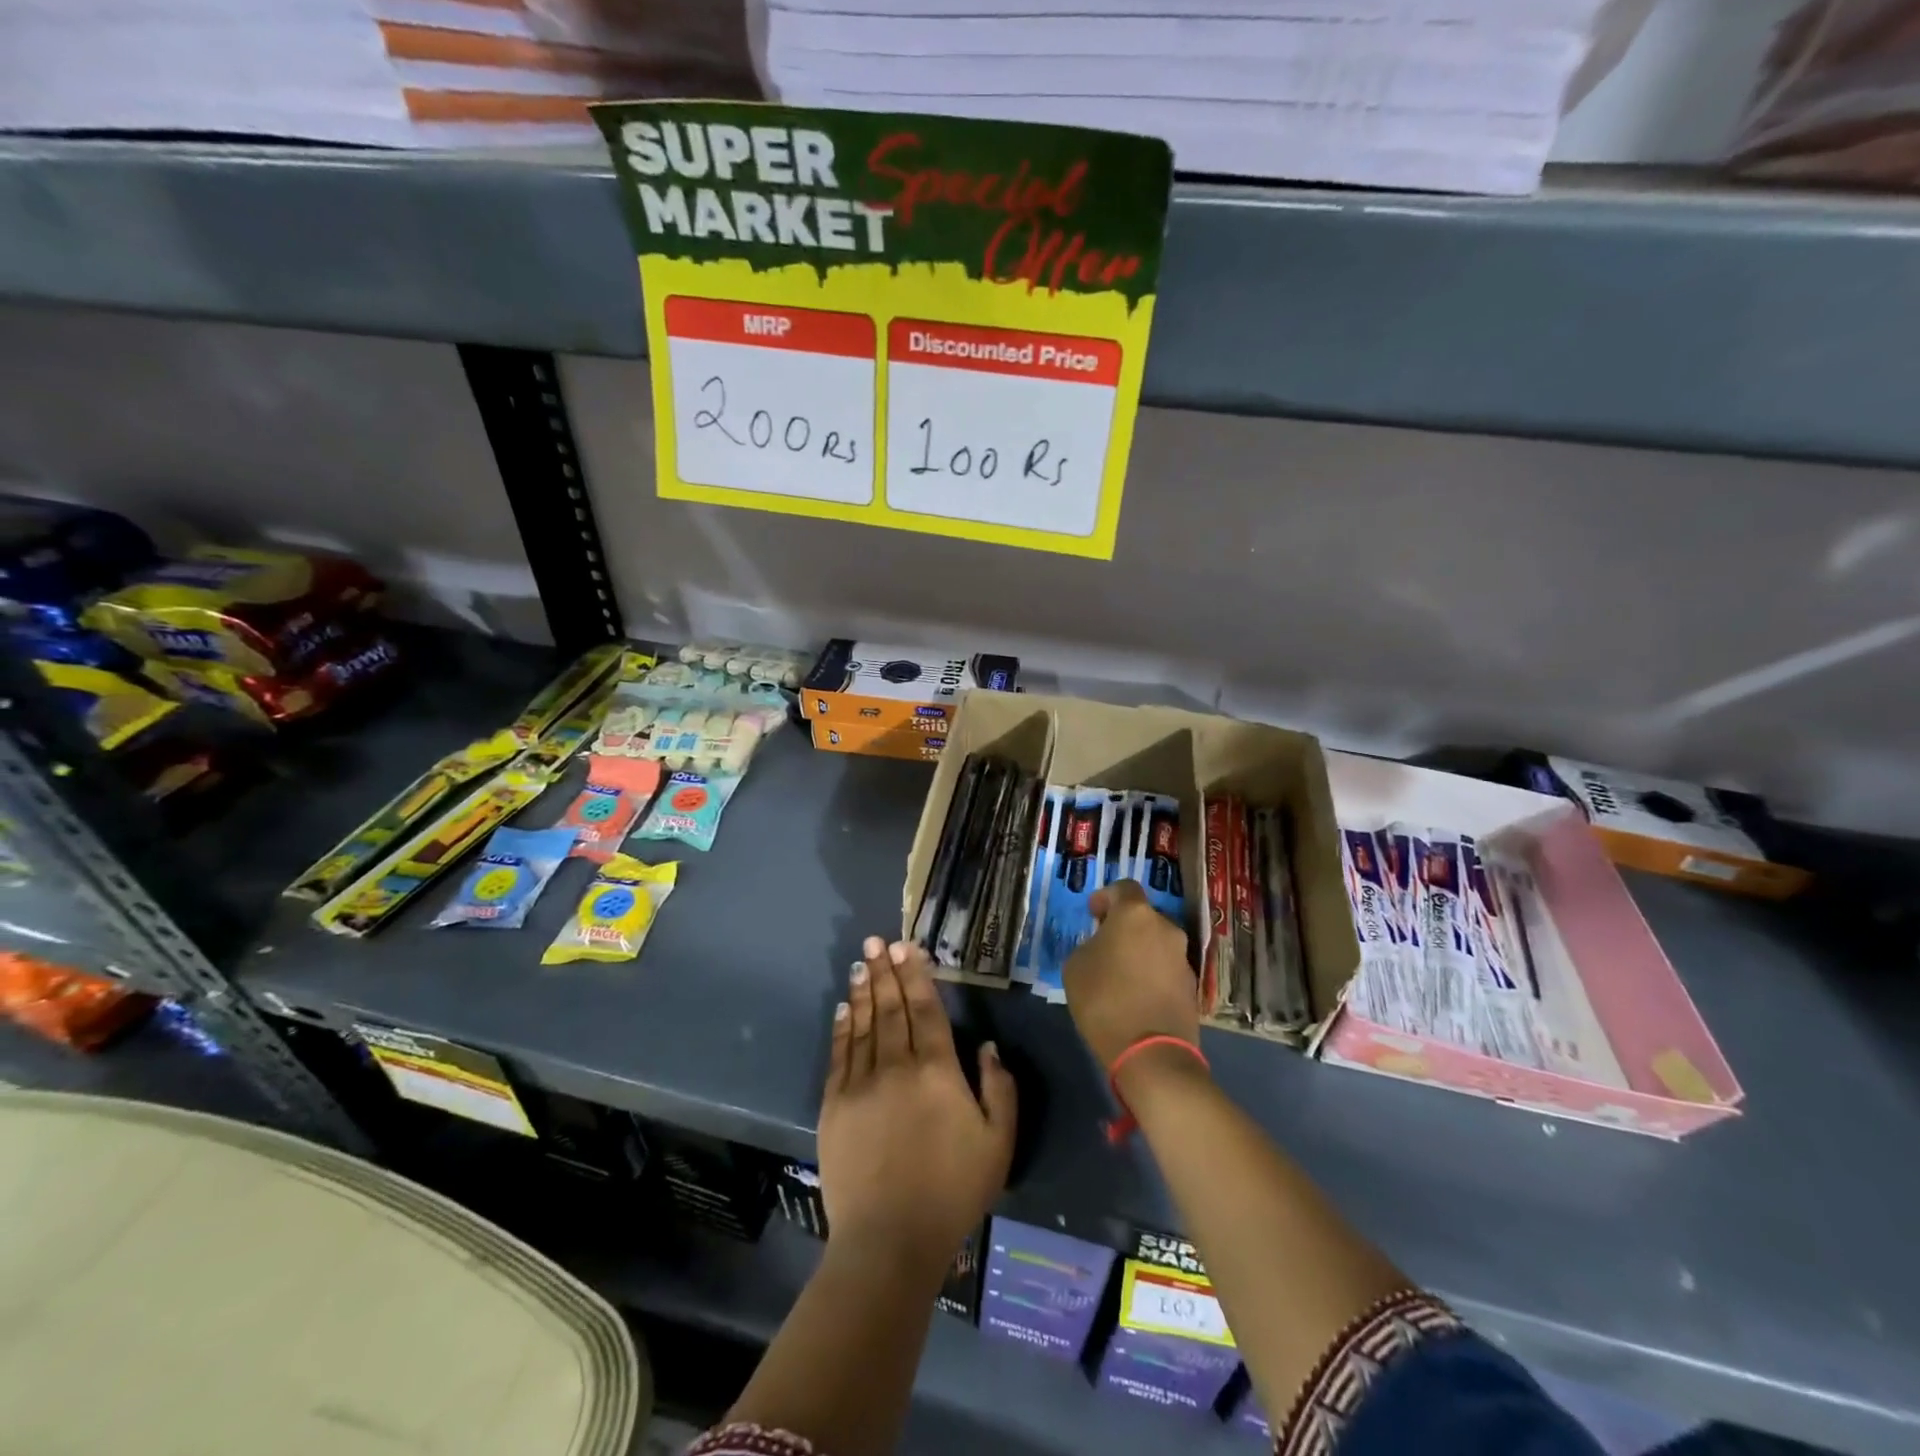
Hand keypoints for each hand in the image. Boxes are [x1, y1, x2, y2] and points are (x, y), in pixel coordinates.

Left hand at [820, 937, 1016, 1274]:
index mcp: (937, 1071)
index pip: (925, 1009)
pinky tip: (844, 1007)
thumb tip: (986, 1045)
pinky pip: (840, 1054)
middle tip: (877, 941)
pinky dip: (842, 1027)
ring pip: (863, 1024)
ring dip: (863, 990)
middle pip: (890, 1008)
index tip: (906, 948)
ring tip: (861, 962)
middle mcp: (897, 1066)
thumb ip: (998, 1088)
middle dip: (885, 971)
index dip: (916, 975)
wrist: (889, 1240)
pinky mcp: (835, 1105)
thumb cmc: (952, 1192)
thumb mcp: (997, 1144)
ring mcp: (861, 1084)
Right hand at [1061, 880, 1198, 1068]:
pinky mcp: (1192, 987)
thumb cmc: (1104, 999)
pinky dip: (1152, 974)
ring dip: (1140, 951)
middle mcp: (1166, 928)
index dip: (1106, 897)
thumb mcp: (1076, 966)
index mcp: (1135, 915)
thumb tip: (1103, 947)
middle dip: (1124, 927)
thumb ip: (1090, 945)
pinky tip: (1137, 996)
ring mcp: (1183, 958)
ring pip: (1156, 943)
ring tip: (1120, 976)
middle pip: (1143, 917)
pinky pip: (1166, 969)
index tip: (1093, 914)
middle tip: (1105, 947)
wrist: (1151, 1053)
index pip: (1124, 887)